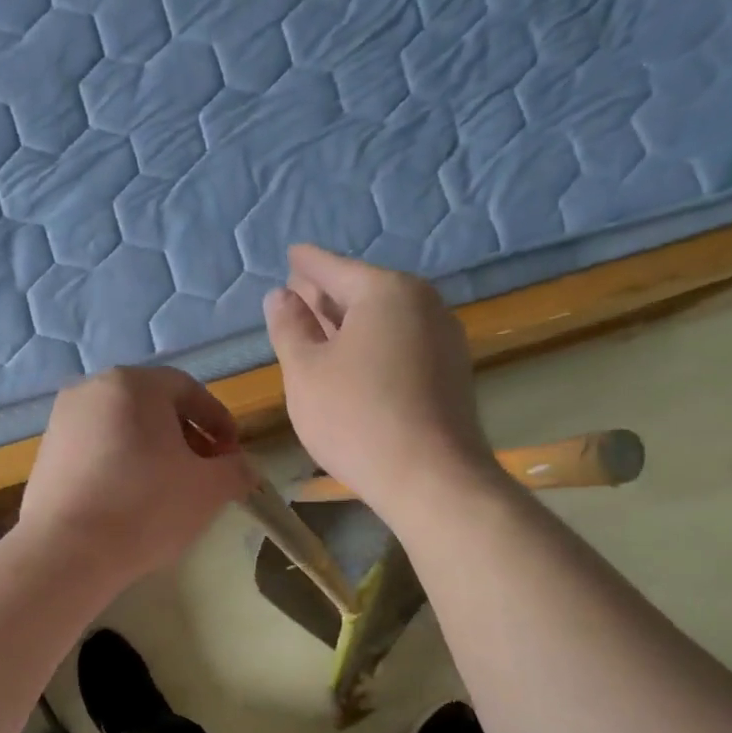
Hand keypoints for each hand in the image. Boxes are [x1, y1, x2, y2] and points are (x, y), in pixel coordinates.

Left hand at [17, 366, 253, 586]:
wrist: (66, 552)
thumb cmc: (146, 507)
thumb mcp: (209, 489)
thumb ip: (236, 470)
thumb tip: (243, 468)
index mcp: (134, 384)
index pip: (189, 389)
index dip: (218, 421)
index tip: (232, 454)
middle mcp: (93, 389)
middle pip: (153, 406)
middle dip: (186, 436)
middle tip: (204, 472)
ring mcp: (63, 420)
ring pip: (123, 427)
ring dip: (154, 451)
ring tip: (170, 490)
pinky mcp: (46, 453)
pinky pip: (97, 448)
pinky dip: (122, 464)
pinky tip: (132, 500)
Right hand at [264, 245, 497, 521]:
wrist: (430, 478)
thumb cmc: (355, 417)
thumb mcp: (305, 371)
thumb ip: (289, 327)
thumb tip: (280, 296)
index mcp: (386, 291)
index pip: (335, 267)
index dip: (307, 264)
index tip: (292, 254)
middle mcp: (423, 304)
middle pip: (364, 291)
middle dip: (328, 293)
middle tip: (299, 293)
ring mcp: (444, 340)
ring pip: (385, 320)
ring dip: (351, 323)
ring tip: (321, 328)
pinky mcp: (451, 374)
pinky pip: (402, 345)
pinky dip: (374, 346)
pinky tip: (356, 362)